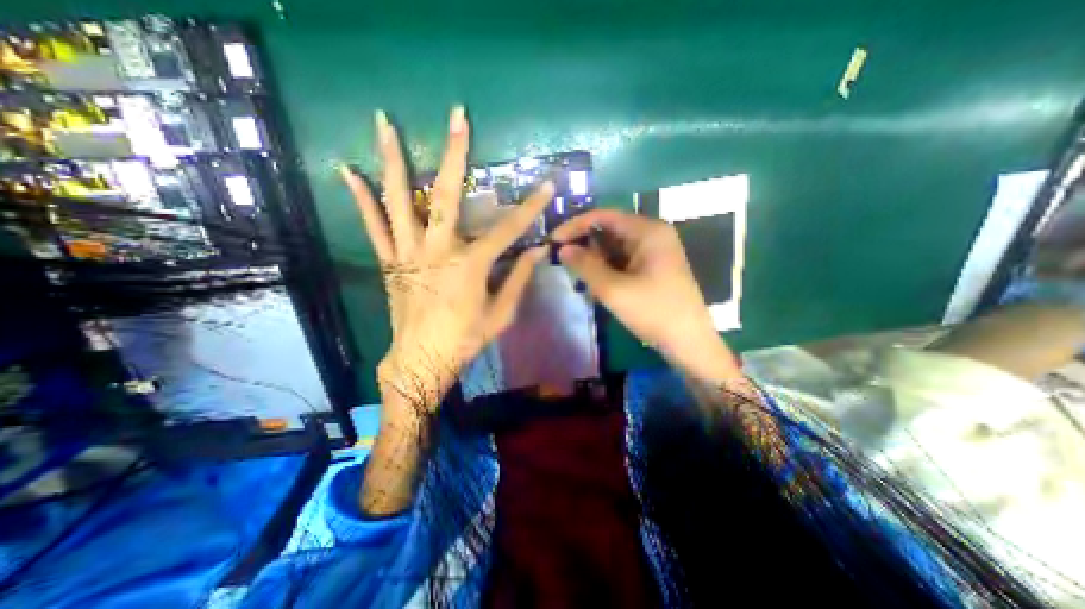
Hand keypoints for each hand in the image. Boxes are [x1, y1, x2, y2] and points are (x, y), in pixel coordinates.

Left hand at [342, 108, 552, 410]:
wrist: (421, 360)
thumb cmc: (465, 339)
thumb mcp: (501, 315)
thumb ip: (519, 280)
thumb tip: (537, 252)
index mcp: (470, 266)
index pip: (508, 229)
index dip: (530, 207)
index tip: (546, 185)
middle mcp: (437, 251)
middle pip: (445, 195)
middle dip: (454, 154)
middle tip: (457, 118)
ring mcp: (408, 253)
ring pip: (398, 200)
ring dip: (392, 160)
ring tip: (384, 122)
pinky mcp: (390, 262)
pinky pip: (374, 225)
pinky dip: (360, 199)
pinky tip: (347, 171)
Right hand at [554, 206, 742, 381]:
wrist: (689, 342)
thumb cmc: (653, 312)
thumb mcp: (613, 289)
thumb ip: (585, 265)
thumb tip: (562, 249)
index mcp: (648, 230)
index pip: (603, 216)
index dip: (575, 226)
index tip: (554, 240)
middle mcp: (653, 234)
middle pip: (609, 229)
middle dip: (585, 244)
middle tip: (564, 261)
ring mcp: (655, 251)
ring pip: (615, 246)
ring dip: (595, 259)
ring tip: (579, 276)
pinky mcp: (653, 267)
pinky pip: (624, 260)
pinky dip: (607, 268)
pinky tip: (597, 283)